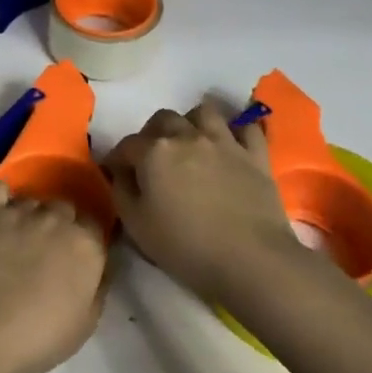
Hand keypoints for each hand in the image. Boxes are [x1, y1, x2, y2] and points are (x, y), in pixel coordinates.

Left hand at [0, 180, 108, 372]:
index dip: (86, 238)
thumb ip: (98, 287)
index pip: (95, 223)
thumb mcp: (86, 323)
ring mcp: (20, 212)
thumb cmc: (40, 336)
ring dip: (29, 214)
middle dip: (58, 224)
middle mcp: (57, 219)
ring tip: (16, 238)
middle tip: (45, 250)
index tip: (77, 255)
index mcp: (87, 244)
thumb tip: (100, 267)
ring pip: (31, 199)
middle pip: (64, 207)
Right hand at [104, 99, 297, 300]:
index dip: (117, 159)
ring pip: (204, 112)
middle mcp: (187, 136)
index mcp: (154, 152)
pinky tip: (231, 143)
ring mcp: (224, 142)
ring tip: (190, 142)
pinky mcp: (255, 155)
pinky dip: (236, 131)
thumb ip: (122, 191)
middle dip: (152, 134)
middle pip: (163, 119)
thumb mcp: (136, 226)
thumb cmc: (186, 247)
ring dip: (191, 122)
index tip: (115, 173)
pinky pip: (246, 128)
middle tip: (152, 158)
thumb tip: (120, 173)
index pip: (126, 145)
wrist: (250, 260)